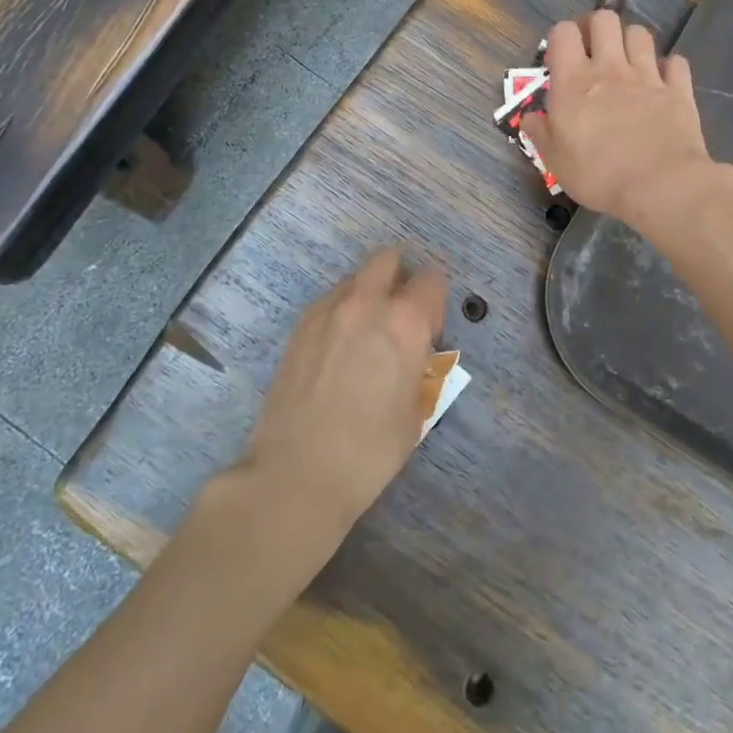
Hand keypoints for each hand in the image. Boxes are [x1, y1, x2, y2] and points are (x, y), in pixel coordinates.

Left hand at [238, 248, 447, 542]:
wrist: (297, 473)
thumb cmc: (370, 450)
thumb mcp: (416, 410)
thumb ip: (419, 367)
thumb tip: (411, 355)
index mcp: (405, 321)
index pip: (432, 279)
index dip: (435, 301)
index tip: (430, 329)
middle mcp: (367, 302)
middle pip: (388, 259)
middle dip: (400, 278)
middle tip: (399, 317)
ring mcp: (328, 310)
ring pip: (355, 278)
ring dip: (368, 293)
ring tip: (364, 335)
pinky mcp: (299, 326)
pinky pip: (328, 301)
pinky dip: (340, 311)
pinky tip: (336, 349)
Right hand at [522, 9, 726, 231]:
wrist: (661, 185)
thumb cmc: (599, 176)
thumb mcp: (556, 162)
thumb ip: (541, 133)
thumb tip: (530, 116)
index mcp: (574, 82)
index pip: (563, 32)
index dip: (561, 38)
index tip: (560, 61)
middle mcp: (610, 69)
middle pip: (604, 19)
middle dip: (596, 27)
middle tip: (593, 50)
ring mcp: (648, 76)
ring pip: (640, 33)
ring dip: (631, 42)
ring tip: (627, 62)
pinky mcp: (678, 90)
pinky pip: (676, 62)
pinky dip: (669, 67)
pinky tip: (663, 81)